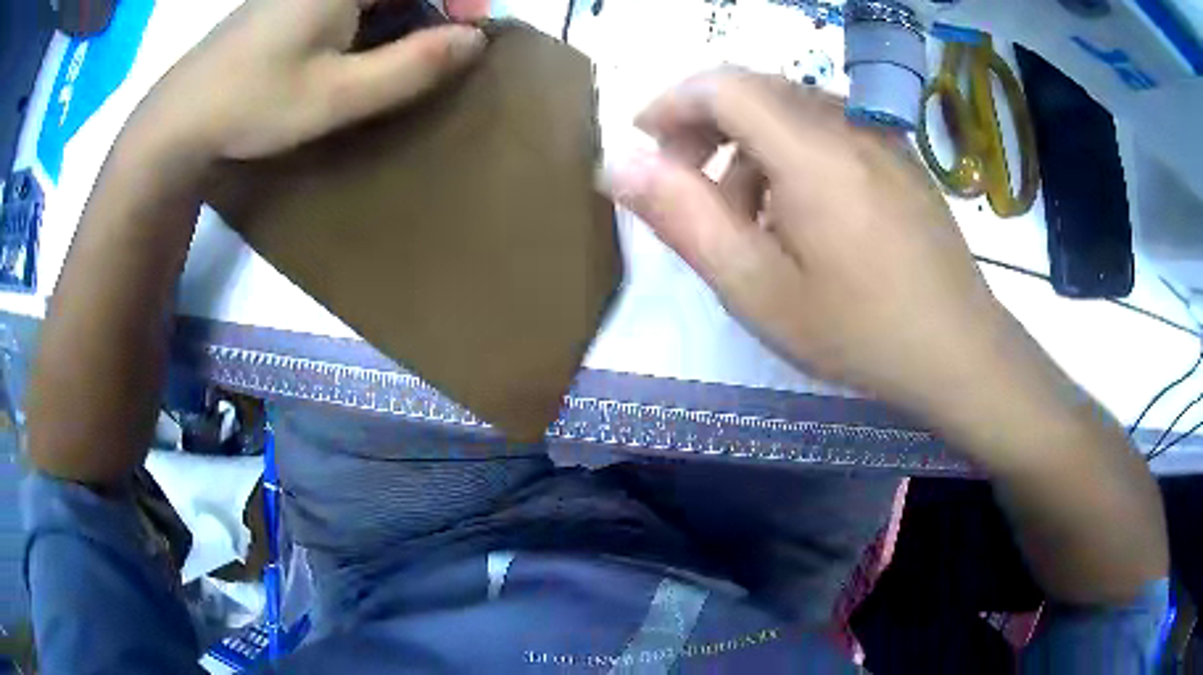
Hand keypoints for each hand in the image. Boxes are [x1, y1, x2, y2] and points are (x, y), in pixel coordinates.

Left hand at [140, 0, 484, 161]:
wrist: (180, 120)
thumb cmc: (252, 104)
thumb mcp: (337, 95)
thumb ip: (412, 65)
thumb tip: (475, 40)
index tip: (475, 31)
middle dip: (438, 4)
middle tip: (450, 43)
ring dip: (408, 12)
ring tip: (413, 51)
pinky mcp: (293, 1)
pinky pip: (353, 0)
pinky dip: (375, 17)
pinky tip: (368, 48)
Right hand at [607, 68, 1013, 418]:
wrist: (960, 351)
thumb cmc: (858, 329)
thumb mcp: (756, 287)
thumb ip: (683, 218)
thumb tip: (616, 164)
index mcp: (810, 149)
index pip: (722, 84)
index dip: (671, 103)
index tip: (644, 143)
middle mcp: (847, 124)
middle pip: (756, 90)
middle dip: (705, 125)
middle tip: (687, 183)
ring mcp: (881, 138)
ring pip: (792, 111)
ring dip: (750, 145)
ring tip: (747, 216)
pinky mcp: (900, 159)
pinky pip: (830, 131)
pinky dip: (792, 154)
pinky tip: (801, 214)